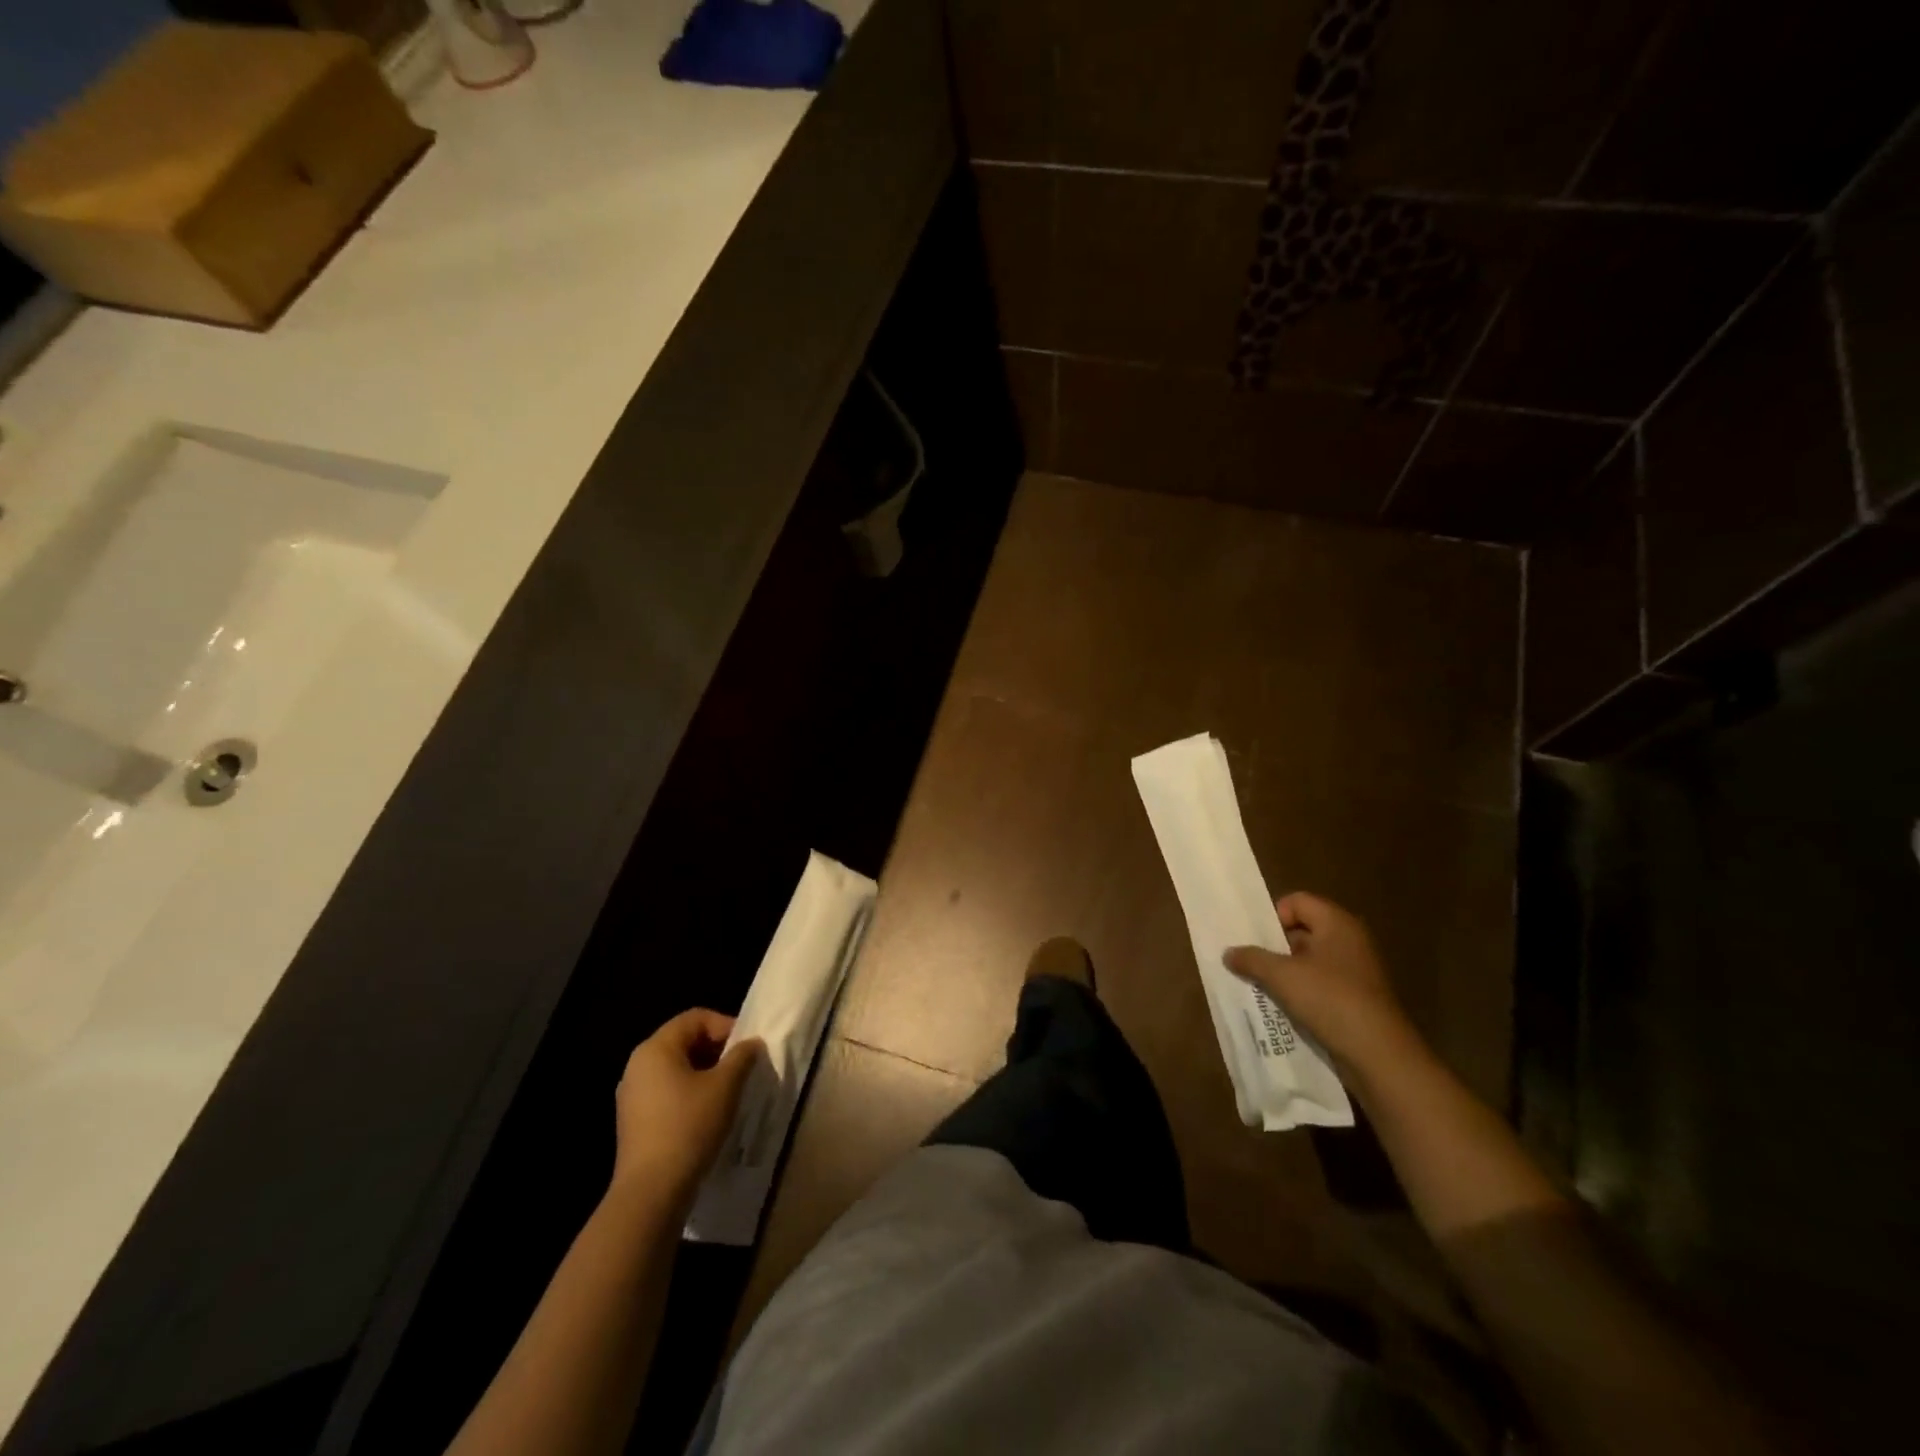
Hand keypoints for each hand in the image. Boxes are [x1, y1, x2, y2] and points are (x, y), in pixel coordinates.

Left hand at [612, 1009, 761, 1203]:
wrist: (651, 1193)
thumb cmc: (689, 1126)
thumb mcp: (725, 1086)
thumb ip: (742, 1057)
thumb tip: (751, 1044)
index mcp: (655, 1048)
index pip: (695, 1018)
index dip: (726, 1025)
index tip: (748, 1048)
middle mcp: (637, 1065)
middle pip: (684, 1041)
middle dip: (717, 1050)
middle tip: (743, 1068)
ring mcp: (632, 1095)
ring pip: (676, 1069)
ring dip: (706, 1073)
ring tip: (730, 1092)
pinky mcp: (634, 1122)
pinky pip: (667, 1092)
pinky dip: (690, 1093)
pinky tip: (709, 1114)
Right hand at [1224, 892, 1421, 1085]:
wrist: (1379, 1055)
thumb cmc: (1330, 1000)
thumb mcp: (1281, 976)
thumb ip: (1252, 959)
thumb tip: (1228, 952)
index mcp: (1337, 923)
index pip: (1297, 901)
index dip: (1273, 916)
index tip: (1256, 940)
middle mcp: (1349, 941)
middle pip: (1302, 930)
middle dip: (1274, 946)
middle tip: (1249, 962)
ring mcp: (1356, 971)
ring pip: (1309, 960)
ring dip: (1284, 971)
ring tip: (1260, 985)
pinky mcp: (1357, 998)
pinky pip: (1320, 984)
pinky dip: (1300, 991)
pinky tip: (1283, 1006)